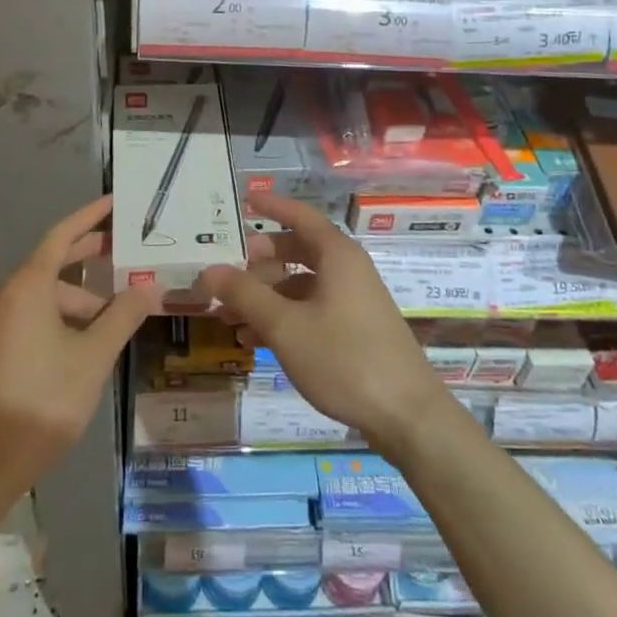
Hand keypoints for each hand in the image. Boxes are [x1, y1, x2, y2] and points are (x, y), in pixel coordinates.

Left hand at [0, 196, 155, 487]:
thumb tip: (149, 289)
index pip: (62, 235)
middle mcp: (9, 296)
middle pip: (53, 262)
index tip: (115, 202)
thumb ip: (123, 316)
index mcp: (28, 286)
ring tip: (117, 313)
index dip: (90, 216)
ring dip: (81, 298)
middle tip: (125, 249)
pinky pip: (35, 315)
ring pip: (46, 295)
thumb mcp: (93, 356)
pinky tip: (89, 338)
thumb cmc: (43, 399)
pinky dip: (64, 316)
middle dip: (89, 255)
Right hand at [197, 195, 451, 456]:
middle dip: (258, 262)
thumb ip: (245, 294)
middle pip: (297, 250)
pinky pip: (312, 309)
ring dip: (266, 296)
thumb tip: (209, 270)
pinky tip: (256, 340)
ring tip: (229, 316)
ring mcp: (353, 300)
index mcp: (337, 254)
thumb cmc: (344, 359)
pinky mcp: (356, 329)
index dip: (272, 206)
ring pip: (301, 284)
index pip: (299, 216)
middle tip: (225, 273)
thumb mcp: (285, 326)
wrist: (407, 416)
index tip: (244, 200)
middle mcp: (347, 269)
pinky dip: (284, 317)